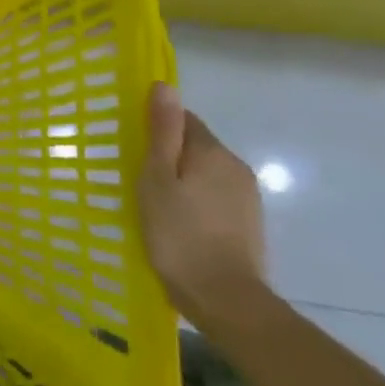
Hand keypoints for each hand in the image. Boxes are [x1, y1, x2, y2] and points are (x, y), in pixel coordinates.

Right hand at [138, 82, 266, 326]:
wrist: (226, 300)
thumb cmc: (179, 234)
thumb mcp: (157, 179)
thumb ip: (162, 132)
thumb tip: (164, 85)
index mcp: (213, 151)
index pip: (183, 119)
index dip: (157, 130)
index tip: (135, 151)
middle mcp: (236, 167)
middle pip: (196, 146)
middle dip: (170, 157)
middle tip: (140, 182)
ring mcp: (247, 198)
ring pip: (206, 174)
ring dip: (183, 181)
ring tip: (158, 206)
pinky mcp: (249, 224)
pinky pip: (215, 198)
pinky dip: (197, 203)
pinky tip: (181, 226)